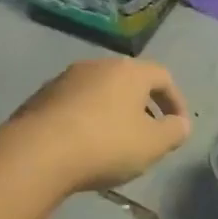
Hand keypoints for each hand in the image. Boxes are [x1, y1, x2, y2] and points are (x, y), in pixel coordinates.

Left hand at [9, 58, 191, 191]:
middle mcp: (97, 65)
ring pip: (100, 92)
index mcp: (129, 71)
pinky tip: (85, 146)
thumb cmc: (106, 144)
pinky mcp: (40, 98)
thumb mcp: (153, 144)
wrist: (36, 153)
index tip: (178, 126)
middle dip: (143, 106)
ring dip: (113, 113)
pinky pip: (75, 105)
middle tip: (148, 133)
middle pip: (129, 81)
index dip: (176, 101)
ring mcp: (64, 79)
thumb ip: (174, 132)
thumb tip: (181, 124)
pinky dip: (87, 120)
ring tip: (116, 142)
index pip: (163, 77)